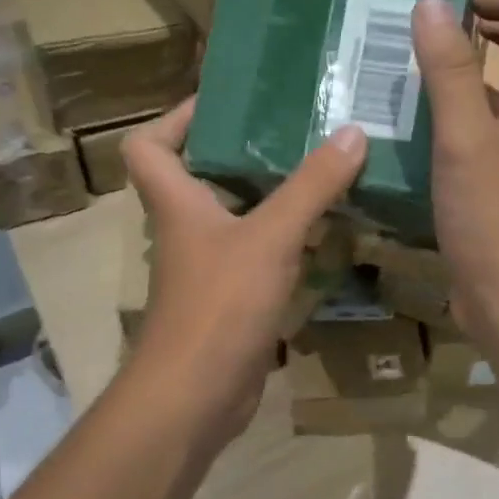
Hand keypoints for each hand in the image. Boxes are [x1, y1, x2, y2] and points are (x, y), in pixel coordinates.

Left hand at [121, 98, 367, 444]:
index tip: (225, 102)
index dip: (175, 117)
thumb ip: (311, 186)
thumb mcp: (270, 238)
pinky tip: (325, 230)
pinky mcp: (229, 299)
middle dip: (241, 149)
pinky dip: (284, 239)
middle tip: (294, 128)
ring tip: (320, 168)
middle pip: (199, 174)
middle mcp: (186, 229)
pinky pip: (256, 254)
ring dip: (270, 194)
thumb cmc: (219, 305)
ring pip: (234, 215)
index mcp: (177, 202)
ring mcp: (207, 267)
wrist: (195, 396)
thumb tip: (351, 132)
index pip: (148, 145)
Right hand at [411, 0, 498, 357]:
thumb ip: (450, 73)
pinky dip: (452, 124)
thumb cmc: (496, 221)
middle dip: (493, 30)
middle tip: (439, 28)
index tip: (465, 0)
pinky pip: (478, 142)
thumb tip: (433, 3)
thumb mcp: (466, 140)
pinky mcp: (497, 195)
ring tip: (414, 74)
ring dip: (466, 78)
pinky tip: (412, 136)